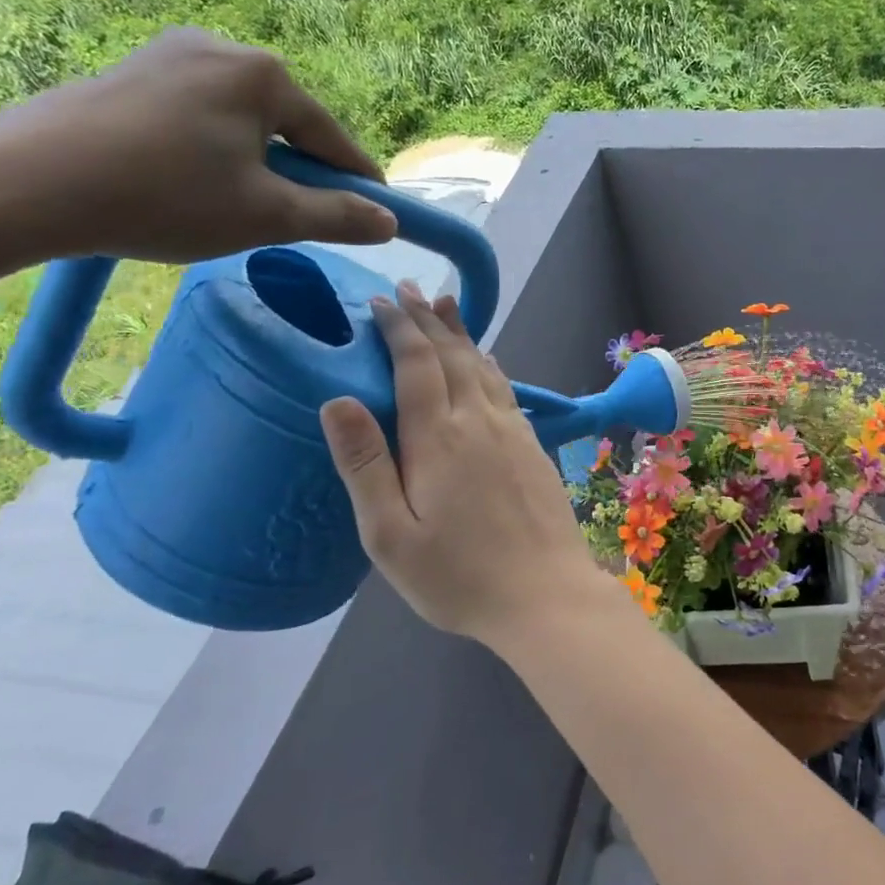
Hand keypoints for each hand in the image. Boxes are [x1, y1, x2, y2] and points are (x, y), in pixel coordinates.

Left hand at [0, 26, 397, 262]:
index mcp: (263, 74)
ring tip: (239, 207)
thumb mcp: (269, 216)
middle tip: (297, 219)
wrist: (25, 184)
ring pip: (243, 121)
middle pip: (287, 124)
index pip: (333, 138)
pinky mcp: (131, 71)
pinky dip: (215, 151)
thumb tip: (388, 222)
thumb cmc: (167, 197)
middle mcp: (221, 47)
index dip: (359, 181)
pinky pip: (200, 114)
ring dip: (258, 164)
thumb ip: (338, 217)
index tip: (380, 214)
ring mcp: (169, 53)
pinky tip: (194, 184)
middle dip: (301, 172)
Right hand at [318, 281, 613, 645]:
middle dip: (429, 320)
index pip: (416, 366)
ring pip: (484, 367)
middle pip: (453, 356)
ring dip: (462, 335)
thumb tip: (337, 400)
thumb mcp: (390, 535)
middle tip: (411, 289)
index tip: (381, 301)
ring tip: (447, 307)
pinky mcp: (534, 448)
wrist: (546, 595)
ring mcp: (513, 432)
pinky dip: (490, 365)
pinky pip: (506, 390)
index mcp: (439, 438)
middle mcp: (479, 422)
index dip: (398, 329)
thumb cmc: (459, 576)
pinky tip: (488, 363)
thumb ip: (365, 465)